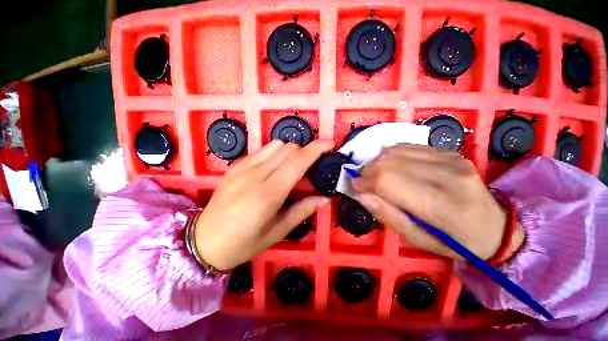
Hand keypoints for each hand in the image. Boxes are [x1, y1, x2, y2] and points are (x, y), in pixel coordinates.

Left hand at [194, 140, 333, 269]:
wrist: (203, 240)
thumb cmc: (243, 243)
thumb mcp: (277, 232)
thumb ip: (302, 210)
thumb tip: (324, 198)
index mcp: (267, 195)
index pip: (297, 161)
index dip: (316, 149)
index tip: (330, 143)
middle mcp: (255, 175)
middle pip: (289, 149)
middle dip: (306, 153)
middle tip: (310, 171)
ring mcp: (243, 167)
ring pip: (277, 145)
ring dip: (292, 152)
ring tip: (293, 170)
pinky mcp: (236, 165)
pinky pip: (264, 150)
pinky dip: (277, 153)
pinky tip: (275, 169)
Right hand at [352, 144, 523, 259]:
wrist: (494, 226)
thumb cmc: (454, 241)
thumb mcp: (417, 239)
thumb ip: (387, 215)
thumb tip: (362, 194)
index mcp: (443, 205)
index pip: (389, 181)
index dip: (365, 181)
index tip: (355, 187)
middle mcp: (449, 174)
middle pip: (389, 162)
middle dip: (367, 171)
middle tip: (363, 182)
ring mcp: (451, 158)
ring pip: (395, 150)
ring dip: (376, 162)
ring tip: (375, 175)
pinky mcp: (449, 152)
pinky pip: (407, 146)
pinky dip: (390, 155)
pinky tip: (391, 167)